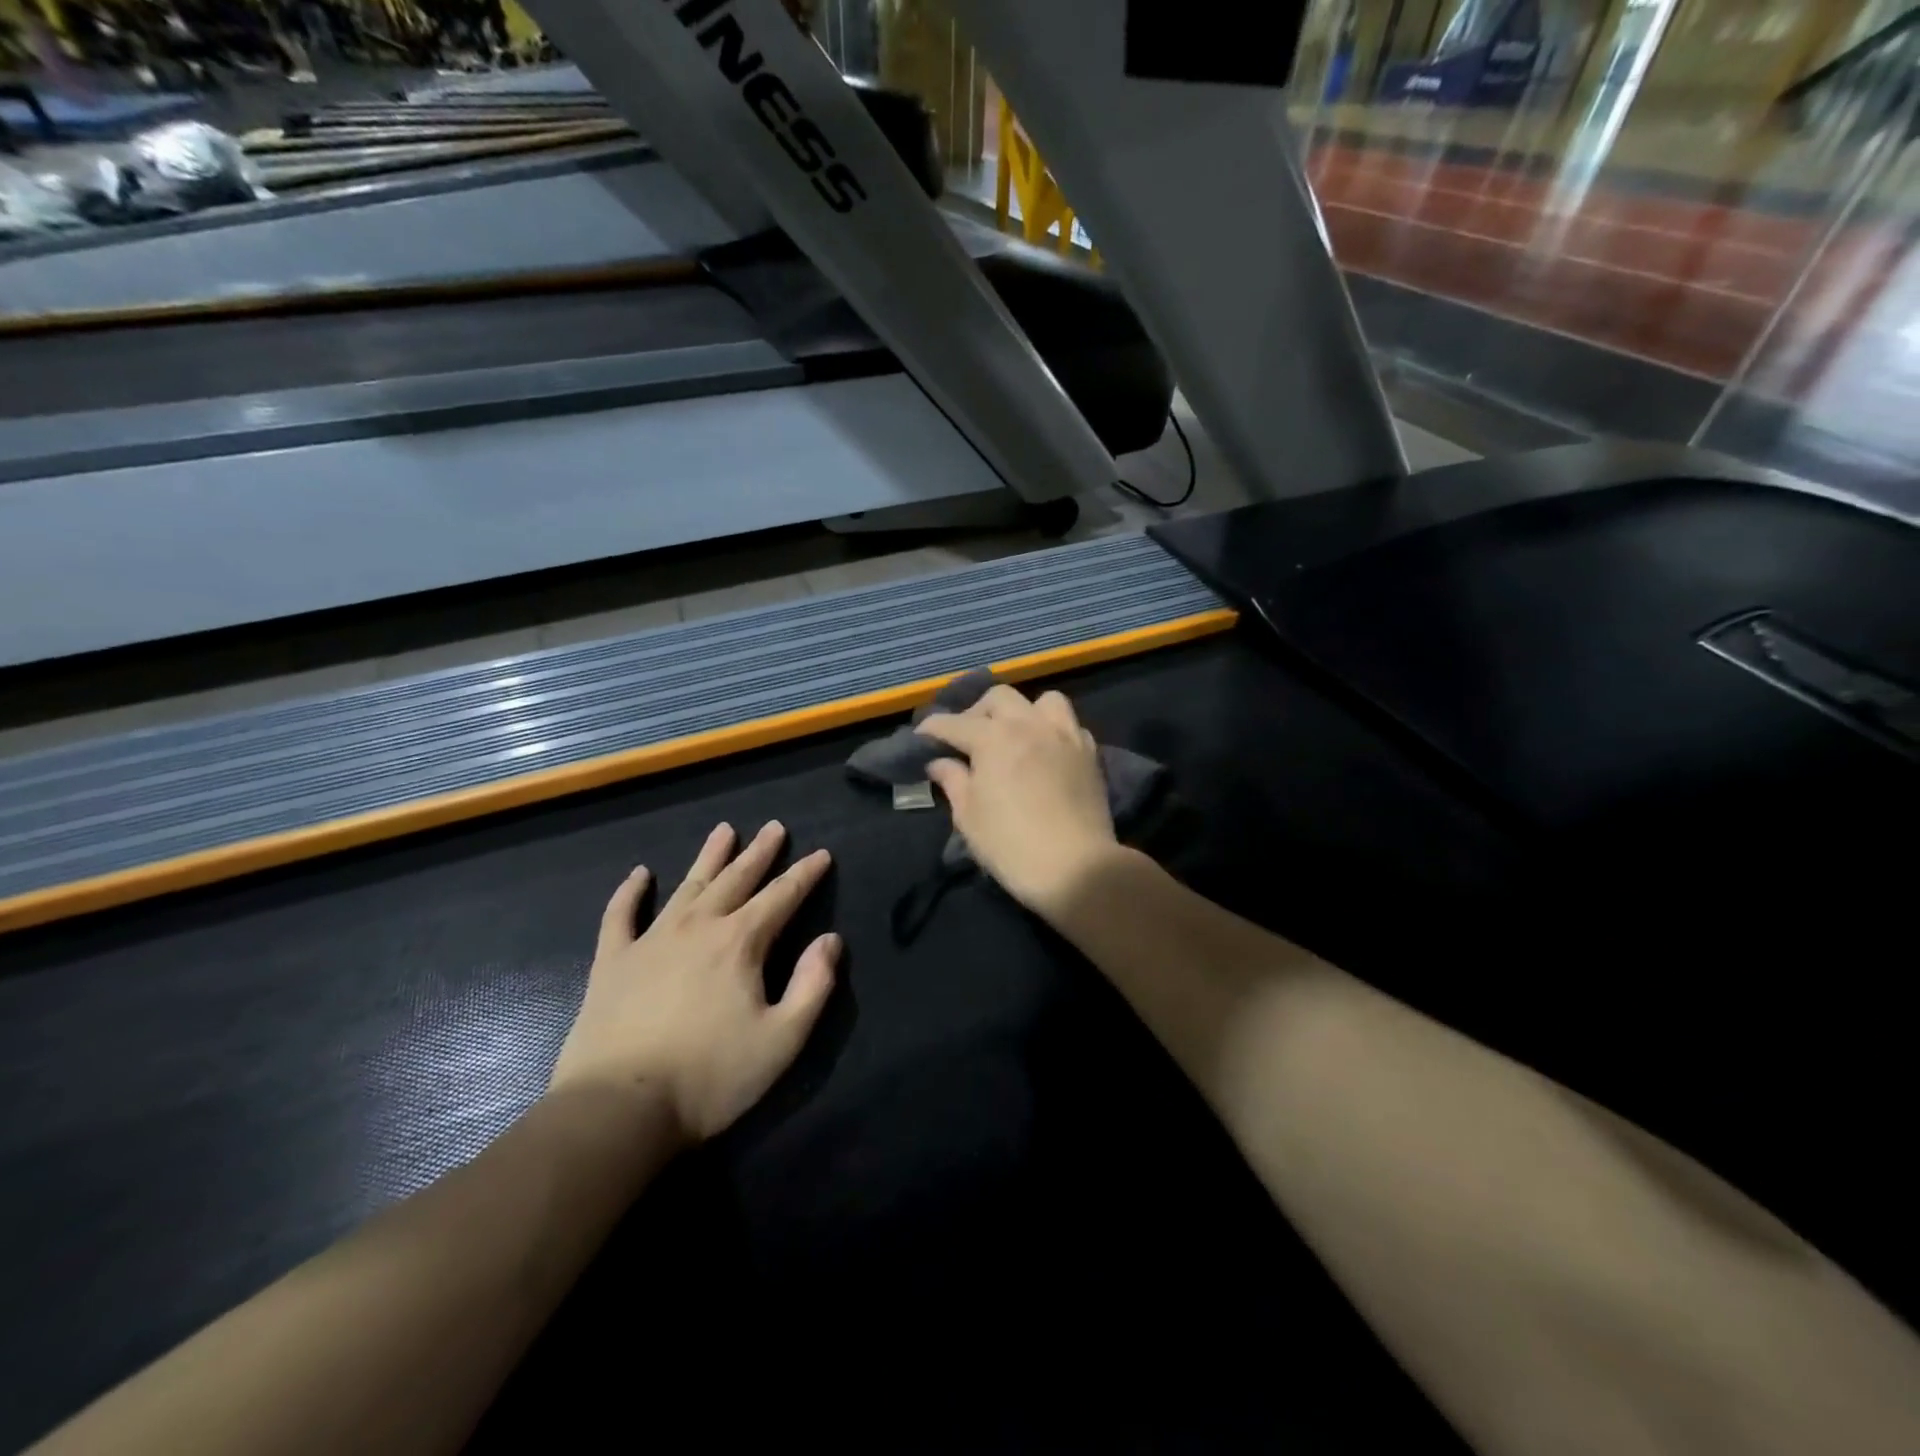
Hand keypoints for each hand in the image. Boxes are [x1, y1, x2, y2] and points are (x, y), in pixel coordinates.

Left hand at [549, 821, 839, 1145]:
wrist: (618, 1109)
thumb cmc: (711, 1077)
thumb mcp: (782, 1039)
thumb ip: (813, 986)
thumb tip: (830, 941)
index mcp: (741, 942)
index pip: (782, 896)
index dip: (805, 874)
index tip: (822, 854)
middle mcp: (699, 926)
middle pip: (737, 879)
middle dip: (760, 852)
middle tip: (775, 827)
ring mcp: (651, 939)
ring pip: (688, 885)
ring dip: (710, 856)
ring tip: (725, 830)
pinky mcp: (613, 961)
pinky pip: (621, 915)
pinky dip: (630, 892)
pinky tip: (640, 874)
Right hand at [917, 685, 1119, 914]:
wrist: (1076, 868)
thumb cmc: (1011, 845)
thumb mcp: (968, 816)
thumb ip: (953, 781)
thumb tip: (939, 762)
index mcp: (993, 738)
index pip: (955, 723)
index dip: (933, 728)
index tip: (921, 737)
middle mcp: (1029, 725)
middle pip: (999, 698)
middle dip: (977, 711)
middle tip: (968, 737)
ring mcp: (1064, 735)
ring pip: (1043, 700)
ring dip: (1023, 711)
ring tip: (1015, 734)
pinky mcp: (1089, 753)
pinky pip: (1071, 725)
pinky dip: (1054, 731)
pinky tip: (1047, 751)